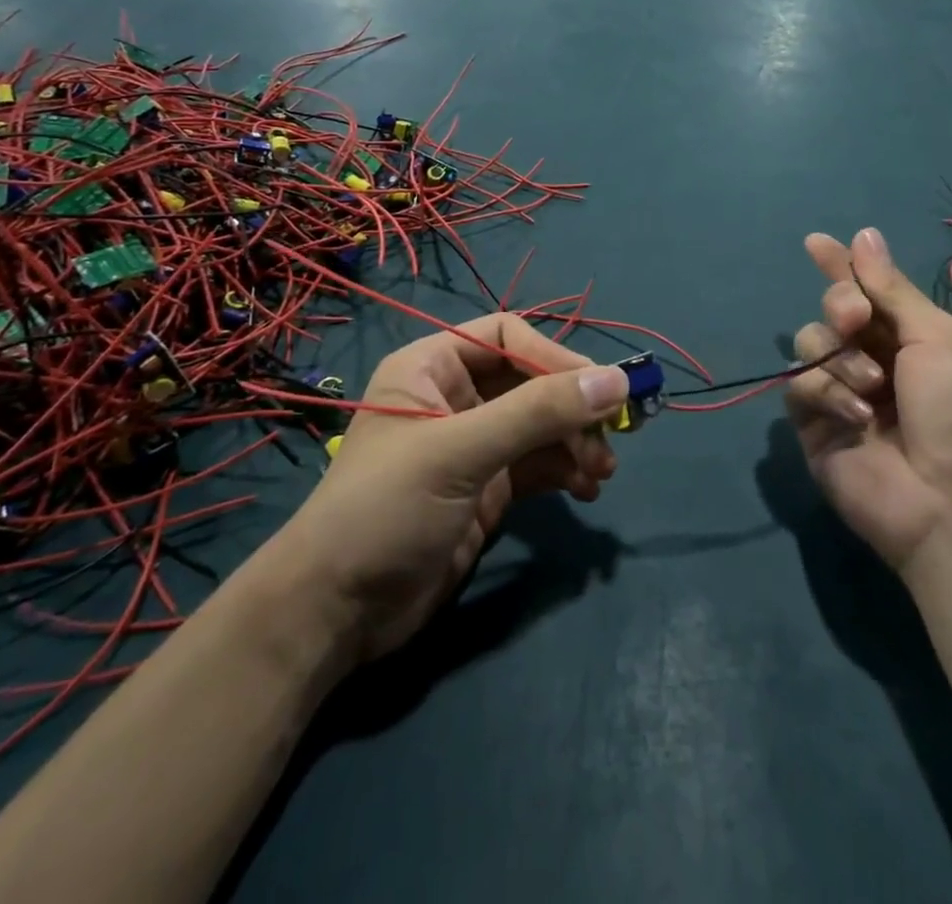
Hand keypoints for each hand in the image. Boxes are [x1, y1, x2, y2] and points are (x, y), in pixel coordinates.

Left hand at [271, 315, 626, 663]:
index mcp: (433, 367)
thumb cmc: (386, 509)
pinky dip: (566, 470)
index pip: (508, 336)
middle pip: (531, 380)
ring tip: (601, 471)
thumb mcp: (461, 452)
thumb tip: (617, 380)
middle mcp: (454, 397)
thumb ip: (538, 412)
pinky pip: (538, 463)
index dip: (554, 356)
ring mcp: (472, 445)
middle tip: (612, 436)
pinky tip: (586, 489)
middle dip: (572, 406)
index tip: (597, 388)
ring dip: (576, 441)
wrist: (335, 615)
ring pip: (541, 424)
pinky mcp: (486, 489)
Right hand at [784, 228, 951, 575]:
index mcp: (912, 338)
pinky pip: (799, 386)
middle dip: (840, 304)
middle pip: (833, 310)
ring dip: (837, 355)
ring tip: (870, 386)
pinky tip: (857, 417)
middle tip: (855, 317)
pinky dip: (825, 393)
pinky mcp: (814, 426)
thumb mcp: (939, 339)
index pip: (867, 290)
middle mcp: (874, 360)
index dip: (842, 266)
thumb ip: (891, 289)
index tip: (815, 242)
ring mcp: (842, 393)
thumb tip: (864, 234)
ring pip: (810, 343)